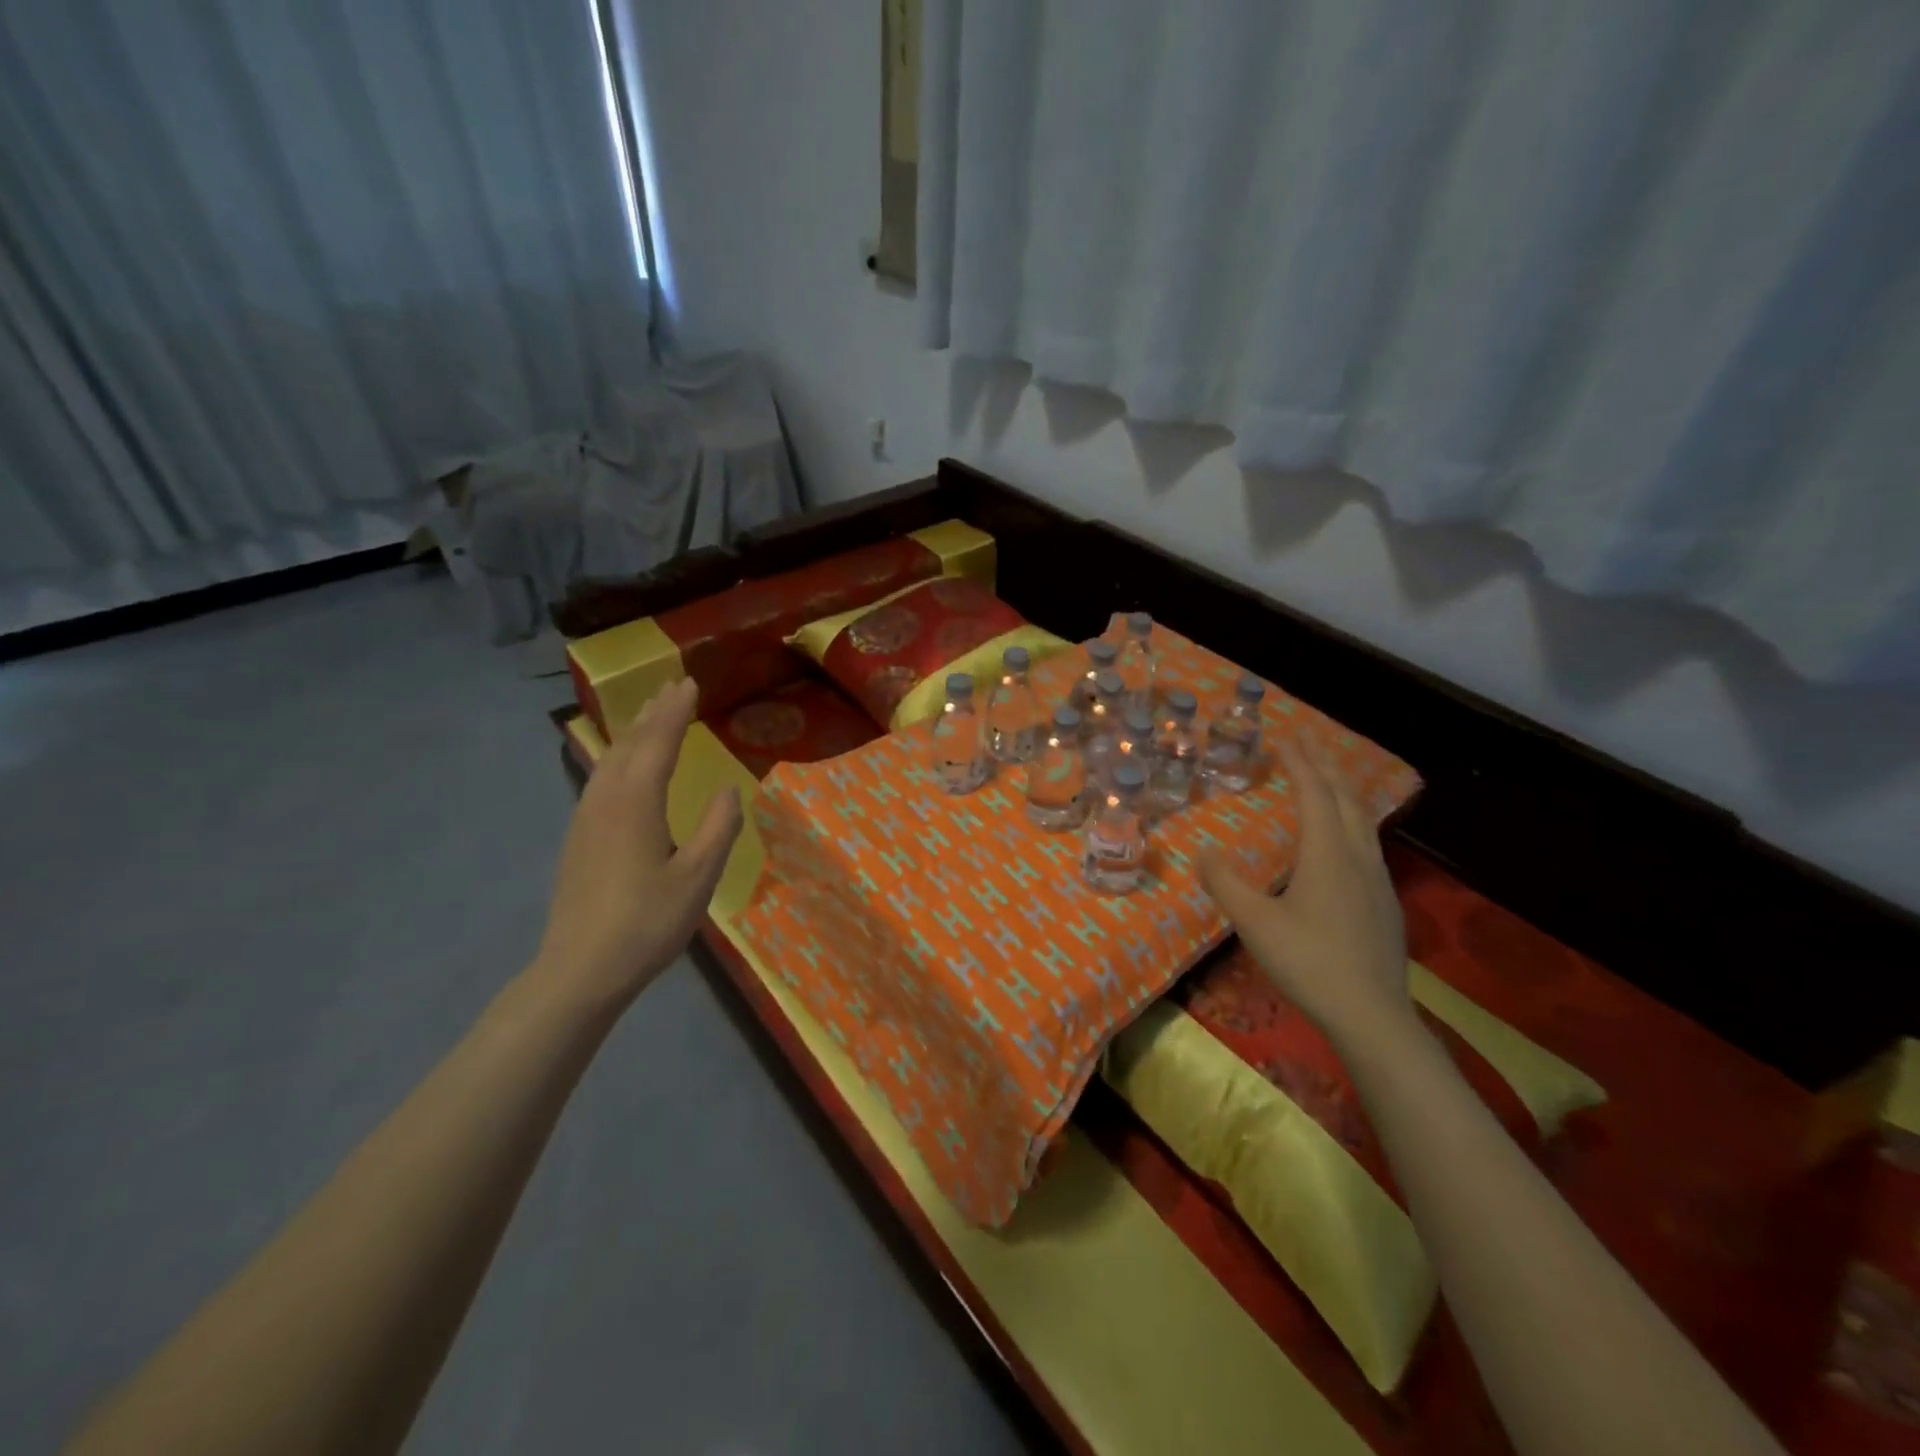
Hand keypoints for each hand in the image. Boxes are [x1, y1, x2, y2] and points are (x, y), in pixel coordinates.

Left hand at [534, 678, 741, 1011]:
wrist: (580, 970)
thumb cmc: (647, 922)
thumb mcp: (698, 877)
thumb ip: (718, 828)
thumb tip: (728, 789)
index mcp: (636, 802)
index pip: (659, 743)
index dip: (676, 711)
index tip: (690, 682)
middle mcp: (605, 799)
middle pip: (630, 743)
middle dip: (653, 712)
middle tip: (672, 686)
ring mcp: (585, 818)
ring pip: (610, 759)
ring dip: (633, 732)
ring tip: (651, 713)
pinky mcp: (578, 837)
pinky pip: (600, 778)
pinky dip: (619, 757)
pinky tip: (623, 765)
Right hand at [1199, 736, 1410, 1051]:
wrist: (1372, 1015)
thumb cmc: (1309, 962)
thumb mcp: (1254, 923)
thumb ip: (1225, 883)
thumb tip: (1203, 850)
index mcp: (1327, 854)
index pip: (1313, 793)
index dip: (1298, 762)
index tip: (1285, 736)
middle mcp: (1357, 857)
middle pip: (1344, 798)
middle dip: (1325, 765)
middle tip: (1309, 740)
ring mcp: (1378, 880)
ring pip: (1362, 820)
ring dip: (1343, 790)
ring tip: (1329, 777)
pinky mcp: (1384, 902)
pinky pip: (1368, 842)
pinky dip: (1352, 819)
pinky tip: (1347, 837)